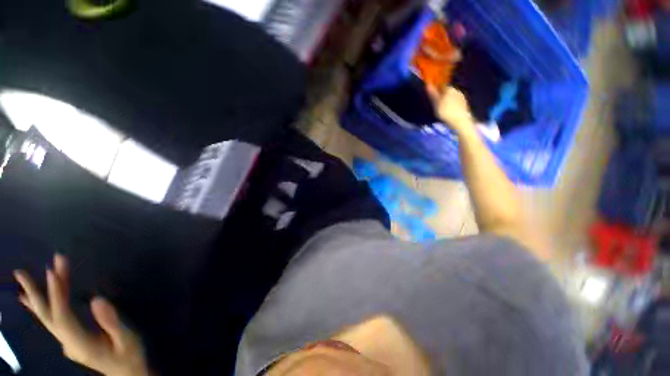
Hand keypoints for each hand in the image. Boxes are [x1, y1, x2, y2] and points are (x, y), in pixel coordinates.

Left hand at [14, 254, 150, 375]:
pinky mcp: (70, 339)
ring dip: (37, 297)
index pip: (62, 316)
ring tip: (22, 278)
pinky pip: (51, 320)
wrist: (127, 374)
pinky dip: (41, 307)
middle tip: (21, 272)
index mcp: (81, 344)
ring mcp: (67, 342)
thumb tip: (96, 299)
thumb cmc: (130, 356)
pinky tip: (31, 300)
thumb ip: (112, 322)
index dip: (56, 294)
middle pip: (48, 317)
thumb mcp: (127, 340)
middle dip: (37, 293)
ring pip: (47, 318)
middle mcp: (68, 343)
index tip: (53, 271)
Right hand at [428, 86, 475, 134]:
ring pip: (452, 97)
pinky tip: (450, 112)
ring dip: (447, 101)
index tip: (432, 97)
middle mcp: (456, 90)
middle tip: (437, 104)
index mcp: (449, 89)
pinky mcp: (465, 104)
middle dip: (442, 96)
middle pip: (447, 91)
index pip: (441, 86)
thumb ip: (432, 94)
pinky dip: (452, 105)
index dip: (436, 90)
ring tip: (443, 109)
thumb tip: (427, 84)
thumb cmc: (446, 112)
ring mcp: (462, 97)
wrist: (460, 121)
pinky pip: (456, 102)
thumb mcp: (436, 103)